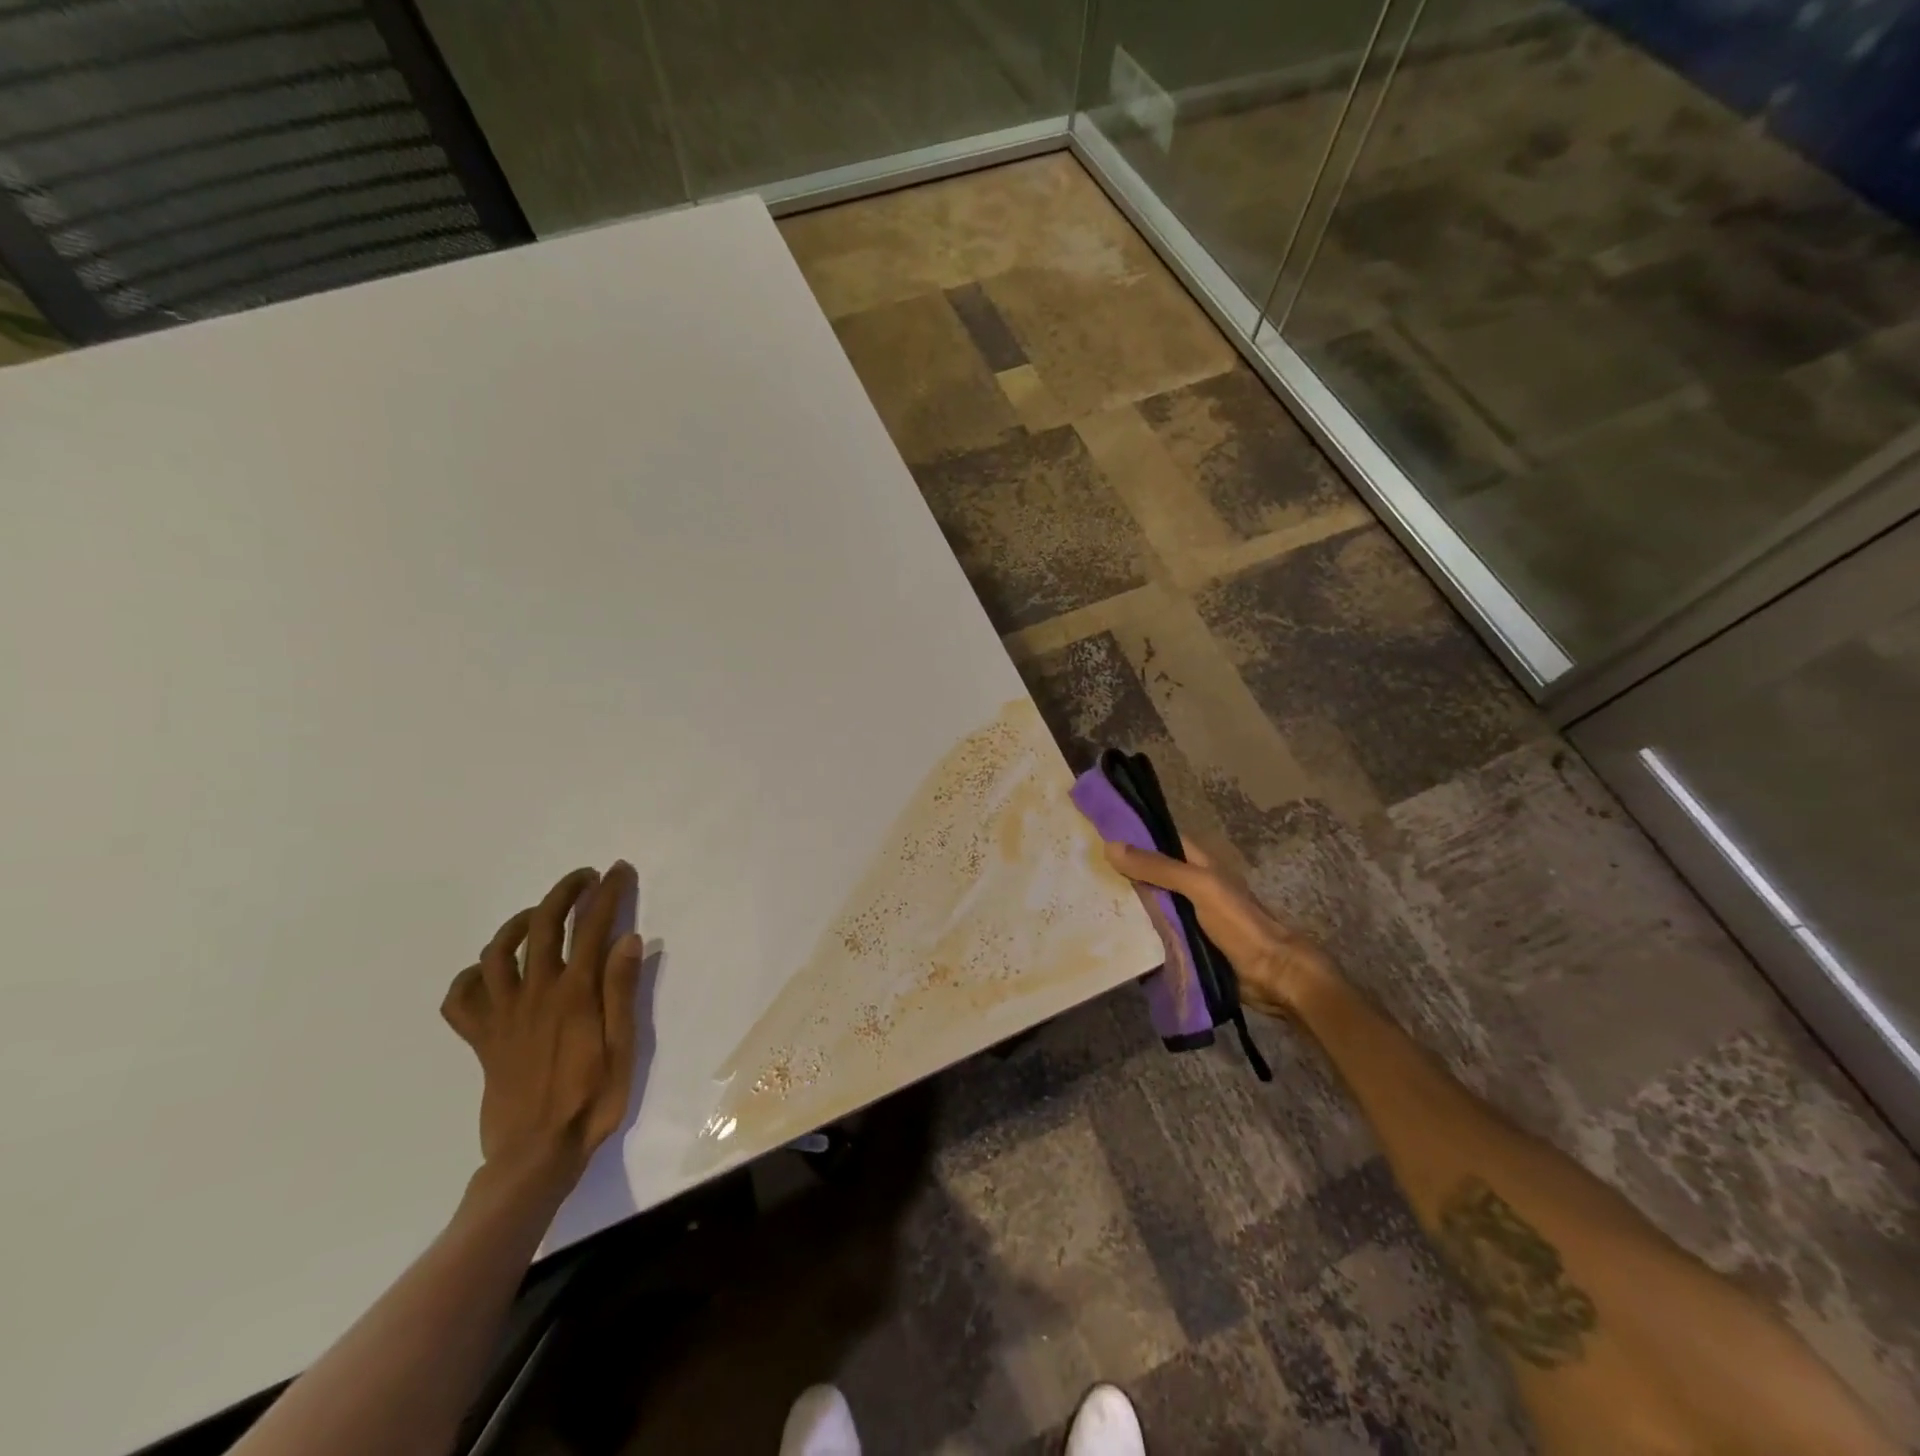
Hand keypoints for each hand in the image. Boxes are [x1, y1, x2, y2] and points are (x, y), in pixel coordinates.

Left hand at [440, 862, 643, 1186]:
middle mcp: (535, 994)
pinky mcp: (481, 1039)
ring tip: (539, 915)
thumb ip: (622, 992)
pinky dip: (471, 977)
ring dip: (519, 922)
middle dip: (564, 892)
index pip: (592, 928)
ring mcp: (502, 1015)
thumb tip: (628, 939)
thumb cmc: (591, 1101)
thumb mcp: (623, 1048)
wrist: (535, 1156)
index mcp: (575, 994)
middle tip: (585, 878)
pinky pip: (461, 999)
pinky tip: (491, 972)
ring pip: (497, 952)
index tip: (619, 871)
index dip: (607, 893)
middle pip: (542, 925)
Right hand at [1104, 837, 1336, 1016]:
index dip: (1130, 836)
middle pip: (1149, 873)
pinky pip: (1152, 930)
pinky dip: (1134, 930)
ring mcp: (1186, 915)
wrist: (1271, 975)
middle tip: (1080, 872)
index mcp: (1197, 863)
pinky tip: (1108, 932)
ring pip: (1148, 902)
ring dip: (1124, 903)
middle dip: (1120, 872)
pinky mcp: (1183, 942)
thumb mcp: (1198, 887)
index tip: (1093, 835)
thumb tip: (1111, 846)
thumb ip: (1158, 868)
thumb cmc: (1239, 923)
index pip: (1158, 840)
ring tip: (1085, 900)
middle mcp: (1189, 885)